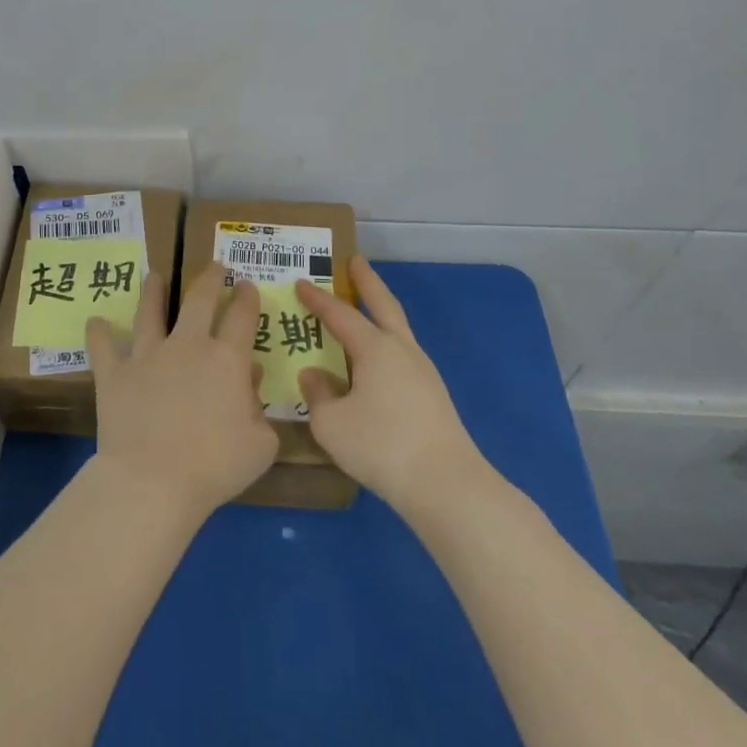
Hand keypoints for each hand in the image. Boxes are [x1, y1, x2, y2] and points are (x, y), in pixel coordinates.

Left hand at [86, 265, 278, 523]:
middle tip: (214, 267)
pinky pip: (103, 347)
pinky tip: (95, 322)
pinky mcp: (114, 373)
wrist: (153, 480)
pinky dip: (98, 333)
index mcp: (227, 359)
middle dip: (209, 278)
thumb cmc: (215, 466)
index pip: (241, 316)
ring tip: (154, 275)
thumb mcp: (260, 444)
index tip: (246, 285)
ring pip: (149, 312)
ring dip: (152, 291)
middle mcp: (187, 346)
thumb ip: (260, 410)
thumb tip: (251, 381)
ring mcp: (147, 356)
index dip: (246, 297)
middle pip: (198, 299)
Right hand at [295, 258, 483, 514]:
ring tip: (362, 311)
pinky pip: (401, 356)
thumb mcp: (331, 423)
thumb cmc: (381, 446)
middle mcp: (402, 351)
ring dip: (379, 313)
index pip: (340, 315)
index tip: (301, 282)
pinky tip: (373, 363)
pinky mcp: (432, 396)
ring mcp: (422, 372)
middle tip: (355, 261)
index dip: (318, 299)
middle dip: (367, 282)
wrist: (445, 484)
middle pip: (384, 305)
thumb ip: (318, 395)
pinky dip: (384, 345)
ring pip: (397, 330)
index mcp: (375, 348)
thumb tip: (314, 374)